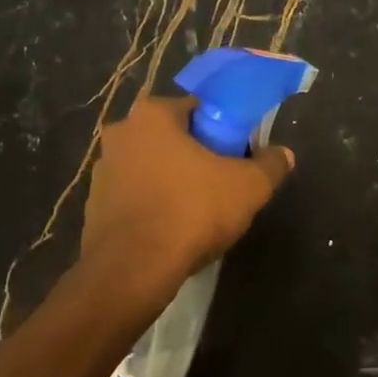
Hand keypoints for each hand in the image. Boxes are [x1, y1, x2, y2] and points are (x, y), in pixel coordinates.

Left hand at [81, 95, 294, 289]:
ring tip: (197, 212)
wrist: (134, 268)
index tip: (237, 155)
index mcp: (153, 115)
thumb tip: (284, 154)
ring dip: (172, 181)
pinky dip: (152, 206)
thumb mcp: (249, 187)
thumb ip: (270, 165)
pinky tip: (171, 230)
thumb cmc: (192, 212)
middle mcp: (121, 133)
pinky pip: (134, 197)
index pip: (197, 108)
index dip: (223, 129)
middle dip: (195, 155)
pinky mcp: (94, 205)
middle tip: (221, 184)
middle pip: (171, 137)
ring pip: (151, 167)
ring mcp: (102, 170)